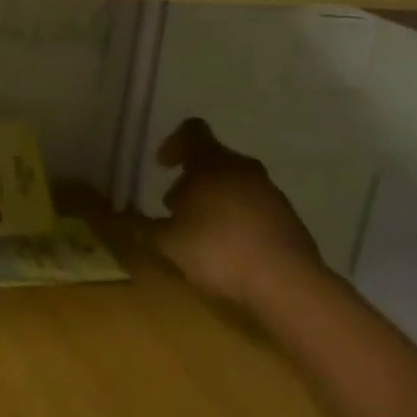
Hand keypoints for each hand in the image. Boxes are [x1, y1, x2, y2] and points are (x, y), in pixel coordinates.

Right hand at [151, 118, 324, 308]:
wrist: (289, 285)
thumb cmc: (219, 250)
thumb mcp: (170, 243)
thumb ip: (145, 228)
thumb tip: (126, 220)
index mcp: (212, 162)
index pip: (192, 131)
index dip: (174, 143)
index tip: (163, 166)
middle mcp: (242, 168)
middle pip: (214, 161)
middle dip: (194, 181)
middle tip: (178, 209)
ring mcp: (271, 194)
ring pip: (237, 185)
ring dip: (218, 202)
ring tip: (204, 235)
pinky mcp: (291, 222)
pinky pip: (257, 211)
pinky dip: (242, 222)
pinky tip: (234, 252)